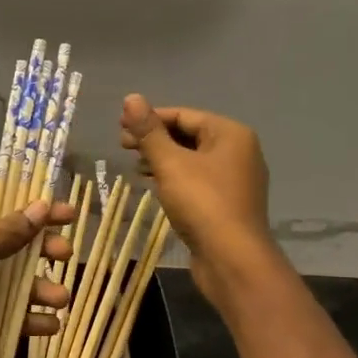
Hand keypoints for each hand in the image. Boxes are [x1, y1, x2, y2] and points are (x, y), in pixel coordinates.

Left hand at [0, 190, 75, 357]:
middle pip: (14, 245)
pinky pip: (4, 315)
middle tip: (65, 257)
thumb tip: (41, 207)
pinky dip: (26, 320)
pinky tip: (48, 325)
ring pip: (13, 283)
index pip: (6, 206)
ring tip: (60, 299)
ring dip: (38, 289)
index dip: (38, 210)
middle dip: (42, 251)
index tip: (71, 215)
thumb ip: (9, 232)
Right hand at [120, 95, 275, 299]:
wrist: (233, 260)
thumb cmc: (203, 204)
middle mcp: (238, 151)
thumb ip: (149, 131)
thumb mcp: (170, 164)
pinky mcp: (227, 203)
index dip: (150, 119)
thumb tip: (131, 98)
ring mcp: (235, 179)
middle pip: (189, 135)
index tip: (119, 129)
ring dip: (162, 159)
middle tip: (123, 147)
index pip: (183, 115)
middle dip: (155, 139)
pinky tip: (154, 186)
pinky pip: (197, 180)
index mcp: (230, 134)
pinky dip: (174, 178)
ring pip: (192, 159)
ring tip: (134, 166)